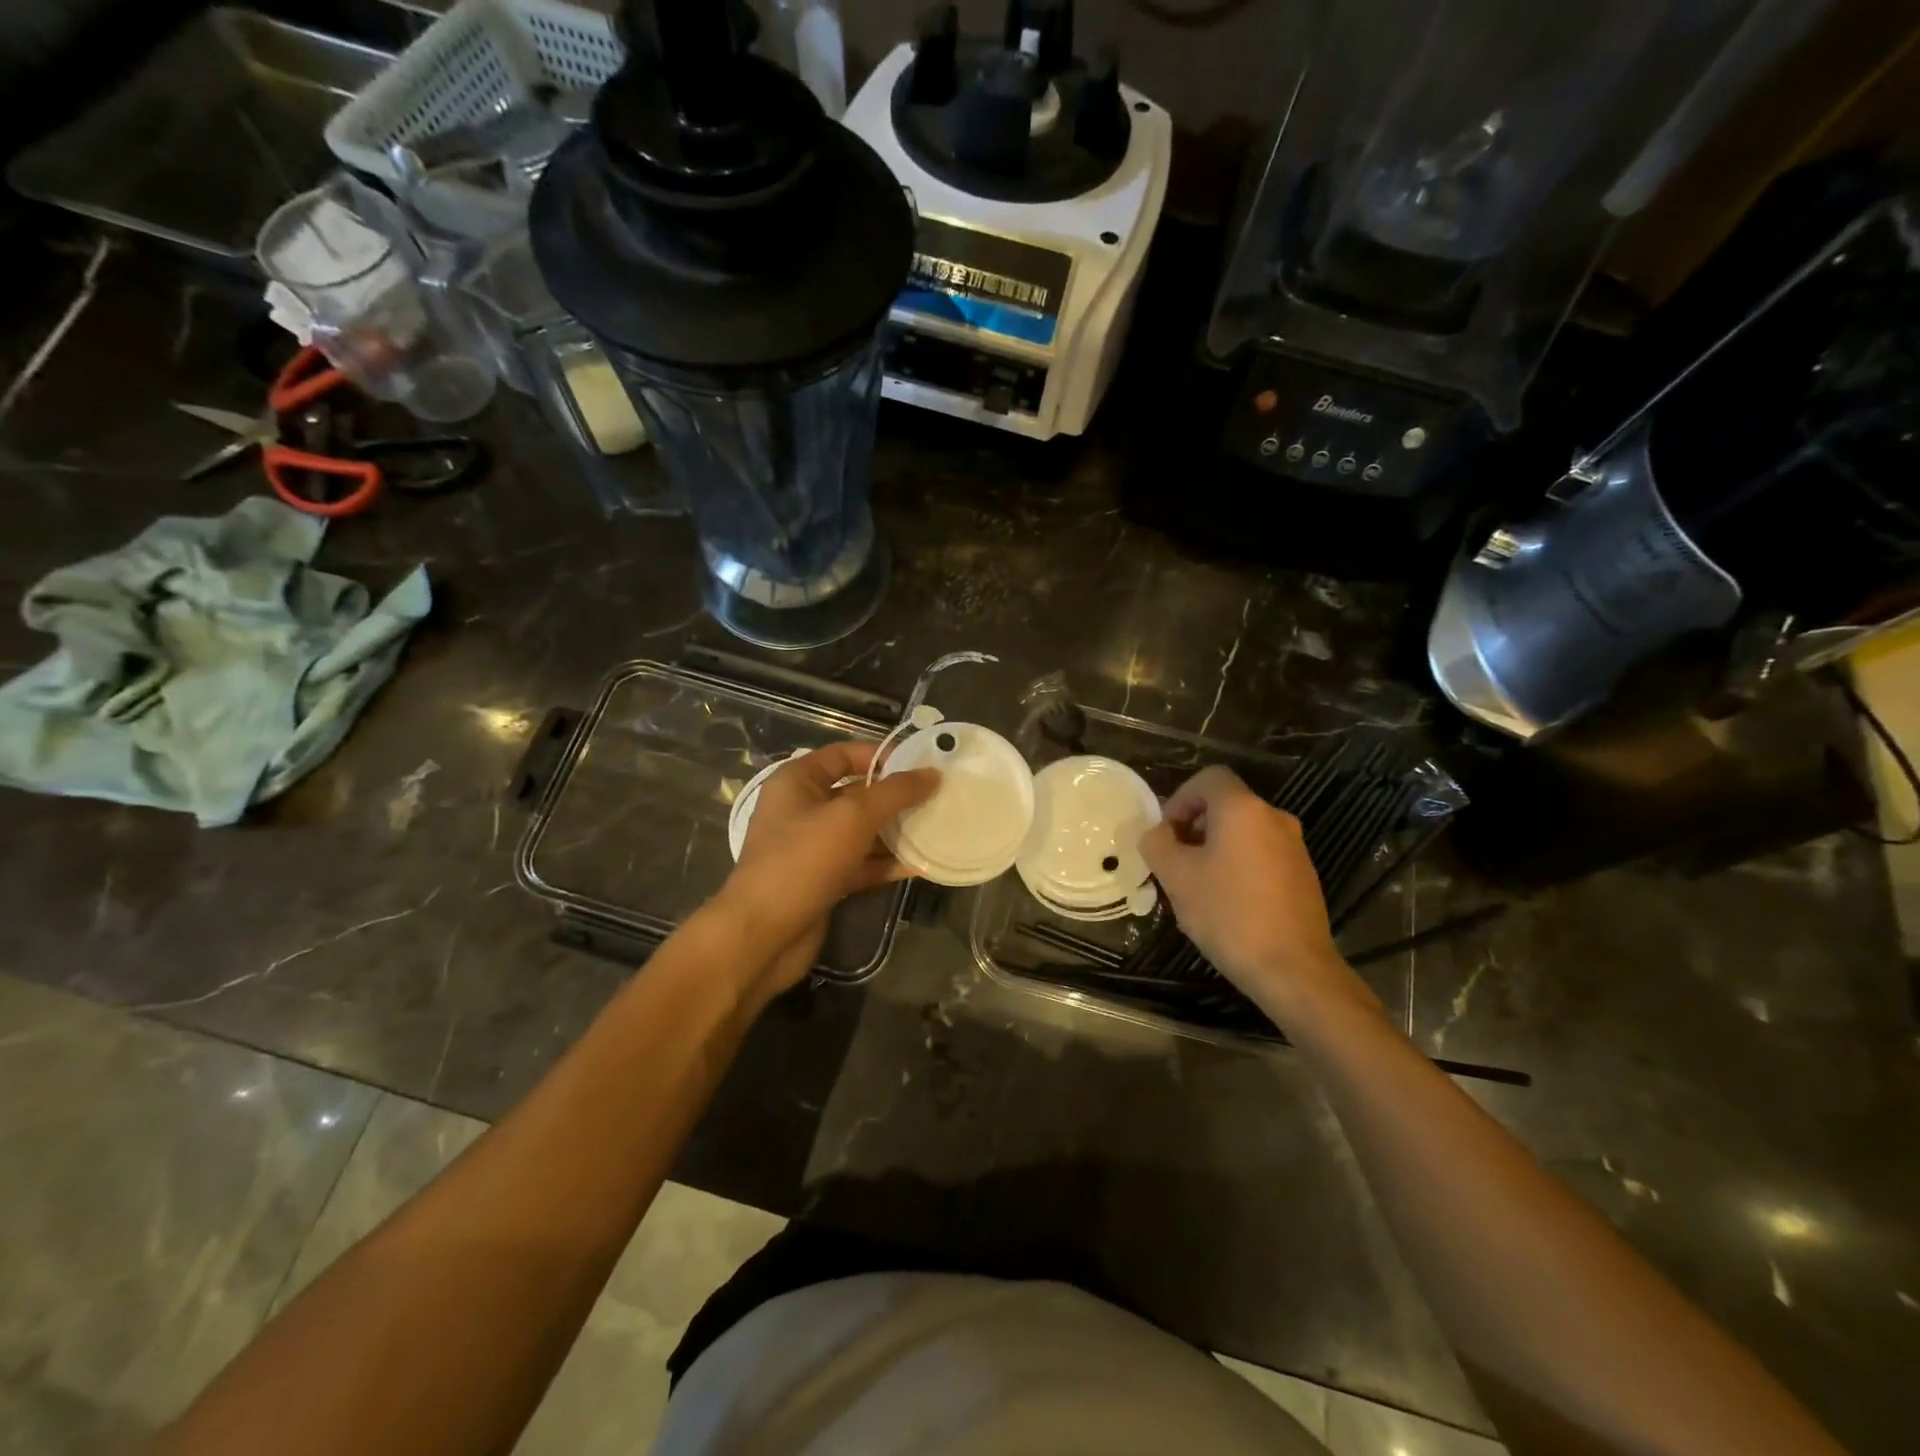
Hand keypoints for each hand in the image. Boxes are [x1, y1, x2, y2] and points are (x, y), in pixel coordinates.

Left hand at [719, 742, 938, 1003]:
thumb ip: (895, 793)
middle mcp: (802, 809)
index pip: (844, 754)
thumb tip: (932, 774)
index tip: (921, 765)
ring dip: (895, 831)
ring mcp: (811, 847)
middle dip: (895, 797)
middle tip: (937, 798)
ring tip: (935, 829)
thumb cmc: (803, 861)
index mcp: (798, 781)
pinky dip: (885, 863)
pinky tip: (919, 865)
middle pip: (857, 793)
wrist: (763, 935)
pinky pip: (860, 863)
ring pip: (862, 831)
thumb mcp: (852, 817)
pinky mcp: (822, 880)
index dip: (882, 756)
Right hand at [1139, 766, 1374, 1025]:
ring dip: (1216, 848)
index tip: (1167, 833)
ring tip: (1198, 886)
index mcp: (1243, 809)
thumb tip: (1157, 833)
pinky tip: (1228, 904)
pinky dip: (1239, 866)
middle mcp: (1274, 818)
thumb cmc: (1228, 914)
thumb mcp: (1175, 877)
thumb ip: (1157, 844)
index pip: (1209, 778)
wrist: (1293, 969)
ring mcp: (1295, 848)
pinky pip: (1262, 855)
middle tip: (1176, 861)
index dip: (1180, 798)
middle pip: (1226, 805)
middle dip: (1195, 826)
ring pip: (1244, 832)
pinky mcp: (1304, 876)